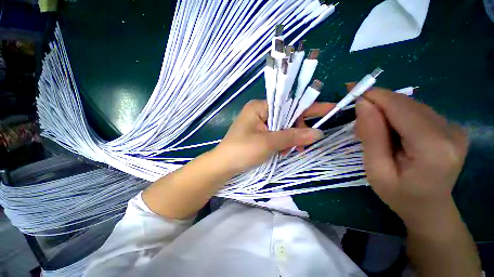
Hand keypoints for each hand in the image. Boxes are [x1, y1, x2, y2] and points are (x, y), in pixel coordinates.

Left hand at [212, 100, 332, 174]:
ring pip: (282, 127)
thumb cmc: (242, 151)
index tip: (329, 109)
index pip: (288, 104)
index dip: (308, 107)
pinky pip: (276, 135)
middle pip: (286, 116)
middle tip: (302, 145)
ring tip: (288, 151)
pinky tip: (282, 151)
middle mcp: (259, 112)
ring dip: (289, 139)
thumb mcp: (268, 143)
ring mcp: (258, 124)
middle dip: (296, 130)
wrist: (223, 166)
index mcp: (259, 107)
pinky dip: (282, 143)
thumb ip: (292, 136)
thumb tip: (318, 133)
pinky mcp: (258, 134)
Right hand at [354, 87, 468, 228]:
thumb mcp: (376, 170)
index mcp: (433, 147)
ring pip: (410, 105)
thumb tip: (363, 104)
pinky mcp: (451, 127)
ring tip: (372, 128)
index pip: (400, 108)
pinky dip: (397, 115)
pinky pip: (417, 112)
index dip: (374, 95)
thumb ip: (371, 136)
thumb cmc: (400, 195)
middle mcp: (450, 131)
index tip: (350, 88)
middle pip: (406, 103)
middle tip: (356, 116)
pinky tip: (389, 130)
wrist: (430, 209)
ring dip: (385, 111)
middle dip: (377, 103)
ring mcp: (454, 128)